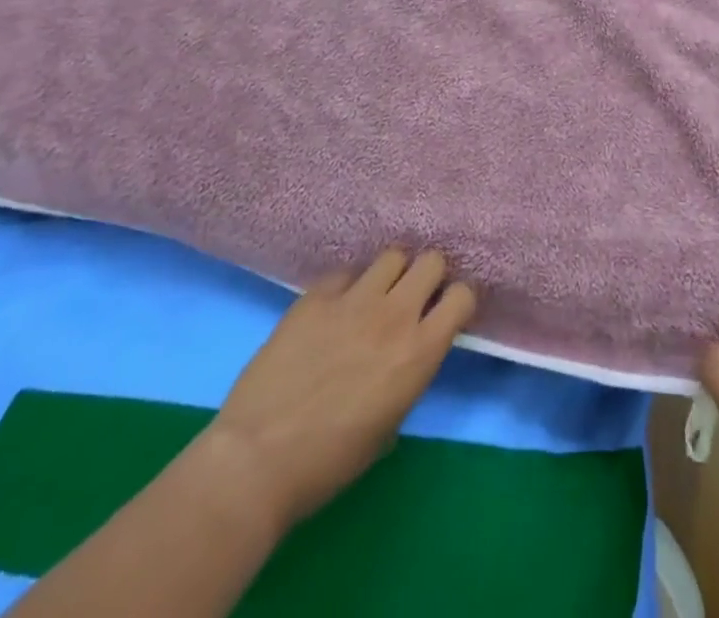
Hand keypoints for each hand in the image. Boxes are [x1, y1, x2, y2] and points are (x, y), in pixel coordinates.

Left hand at [206, 249, 476, 530]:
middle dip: (428, 275)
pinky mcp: (315, 297)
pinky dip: (347, 287)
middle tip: (413, 297)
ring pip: (392, 255)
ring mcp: (353, 300)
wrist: (256, 461)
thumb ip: (408, 378)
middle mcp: (394, 315)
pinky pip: (345, 273)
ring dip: (391, 274)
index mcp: (420, 352)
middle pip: (432, 260)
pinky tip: (333, 311)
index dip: (457, 301)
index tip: (444, 313)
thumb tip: (405, 359)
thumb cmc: (328, 463)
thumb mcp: (389, 427)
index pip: (462, 295)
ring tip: (376, 295)